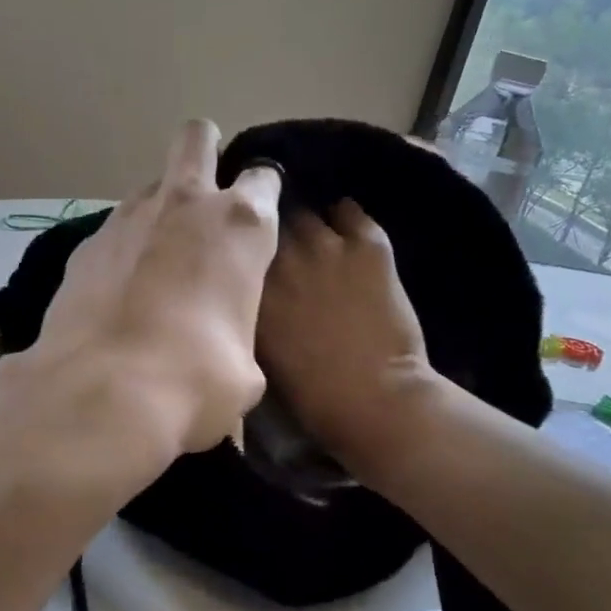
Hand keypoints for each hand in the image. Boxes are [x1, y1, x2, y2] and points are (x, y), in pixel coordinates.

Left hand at [0, 121, 281, 473]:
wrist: (104, 390)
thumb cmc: (197, 377)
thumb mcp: (245, 368)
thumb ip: (239, 335)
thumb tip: (225, 351)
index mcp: (240, 224)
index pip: (263, 176)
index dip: (263, 190)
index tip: (260, 212)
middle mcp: (184, 205)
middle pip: (195, 138)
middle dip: (204, 150)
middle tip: (206, 191)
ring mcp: (127, 218)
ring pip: (150, 186)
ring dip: (160, 208)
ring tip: (158, 257)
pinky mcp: (85, 244)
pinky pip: (114, 230)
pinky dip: (122, 248)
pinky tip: (118, 289)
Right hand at [256, 200, 443, 483]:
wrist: (374, 397)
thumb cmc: (309, 391)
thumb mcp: (257, 351)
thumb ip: (248, 312)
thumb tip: (246, 292)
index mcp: (249, 287)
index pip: (237, 248)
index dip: (243, 252)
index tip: (247, 259)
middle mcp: (280, 257)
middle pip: (267, 226)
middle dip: (272, 237)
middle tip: (282, 254)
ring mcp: (325, 246)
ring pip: (306, 215)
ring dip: (308, 229)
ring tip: (315, 244)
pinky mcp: (367, 245)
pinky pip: (351, 212)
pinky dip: (346, 219)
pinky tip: (347, 232)